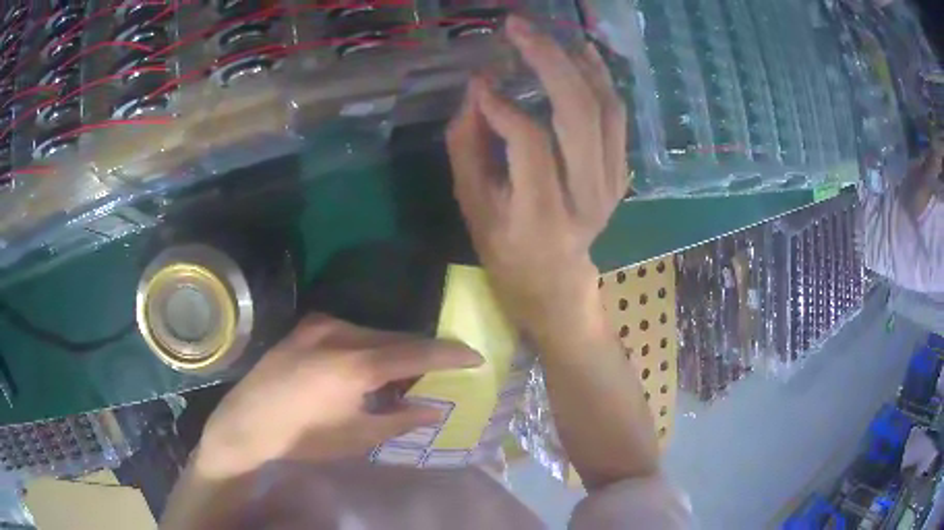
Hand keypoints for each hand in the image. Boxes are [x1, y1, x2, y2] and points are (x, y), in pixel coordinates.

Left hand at [195, 315, 482, 478]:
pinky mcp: (306, 327)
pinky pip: (351, 332)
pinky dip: (368, 347)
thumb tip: (435, 408)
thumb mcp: (358, 436)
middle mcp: (341, 332)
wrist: (248, 422)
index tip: (476, 355)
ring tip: (400, 377)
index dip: (451, 354)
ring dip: (393, 351)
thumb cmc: (305, 436)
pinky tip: (366, 368)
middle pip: (397, 338)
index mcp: (357, 362)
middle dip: (422, 354)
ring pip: (374, 333)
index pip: (418, 351)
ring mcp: (320, 325)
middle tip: (438, 373)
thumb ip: (402, 418)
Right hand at [446, 16, 629, 331]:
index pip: (531, 143)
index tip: (480, 81)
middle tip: (519, 28)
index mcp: (542, 214)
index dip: (503, 105)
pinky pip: (616, 117)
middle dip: (548, 60)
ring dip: (579, 64)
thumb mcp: (471, 205)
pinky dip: (601, 81)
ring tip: (551, 35)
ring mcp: (611, 184)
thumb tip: (478, 90)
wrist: (553, 279)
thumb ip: (468, 146)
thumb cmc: (504, 246)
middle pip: (579, 114)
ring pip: (605, 109)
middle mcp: (587, 197)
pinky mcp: (620, 173)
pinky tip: (583, 55)